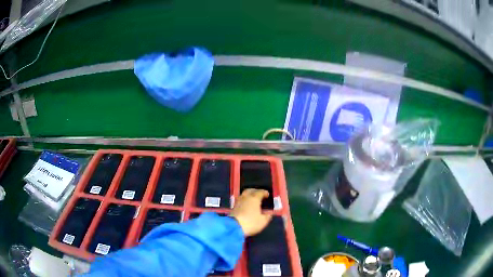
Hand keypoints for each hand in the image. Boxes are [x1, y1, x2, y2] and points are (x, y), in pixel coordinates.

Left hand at [230, 189, 271, 236]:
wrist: (234, 227)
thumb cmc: (251, 223)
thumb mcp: (263, 221)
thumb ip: (267, 216)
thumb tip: (269, 214)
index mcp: (254, 199)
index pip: (260, 192)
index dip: (264, 193)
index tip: (267, 195)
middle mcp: (246, 197)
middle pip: (250, 190)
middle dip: (255, 191)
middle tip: (259, 194)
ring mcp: (238, 201)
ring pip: (244, 194)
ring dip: (249, 195)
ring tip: (253, 199)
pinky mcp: (233, 207)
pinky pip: (240, 200)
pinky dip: (244, 200)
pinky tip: (246, 205)